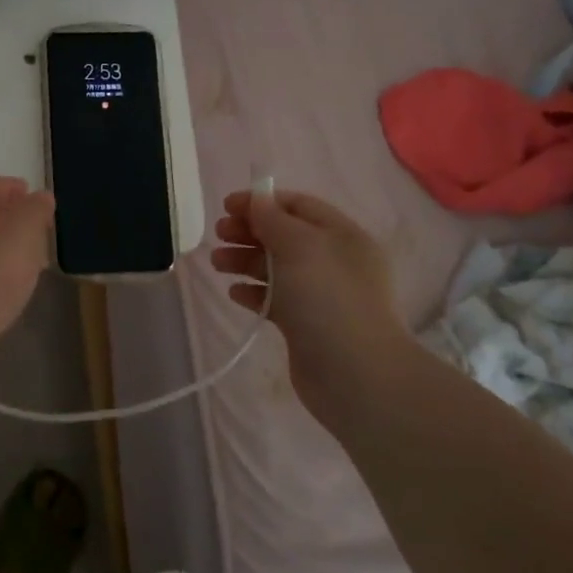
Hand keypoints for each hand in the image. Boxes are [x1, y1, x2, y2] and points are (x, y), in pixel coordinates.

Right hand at [211, 189, 411, 405]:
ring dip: (245, 261)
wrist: (354, 374)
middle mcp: (334, 262)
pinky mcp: (305, 325)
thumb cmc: (328, 299)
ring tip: (218, 264)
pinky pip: (275, 300)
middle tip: (219, 234)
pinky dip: (254, 292)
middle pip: (284, 236)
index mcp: (342, 236)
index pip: (299, 206)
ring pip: (276, 268)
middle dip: (250, 231)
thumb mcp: (300, 246)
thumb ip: (273, 219)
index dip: (262, 201)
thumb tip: (256, 199)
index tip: (226, 206)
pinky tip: (235, 293)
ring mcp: (320, 295)